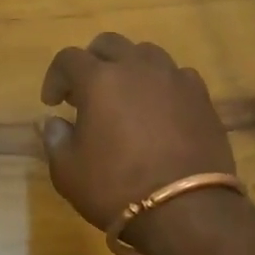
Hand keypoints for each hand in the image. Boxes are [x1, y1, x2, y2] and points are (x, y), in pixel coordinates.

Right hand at [38, 32, 236, 232]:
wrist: (187, 210)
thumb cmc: (118, 188)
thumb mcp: (68, 172)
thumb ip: (56, 139)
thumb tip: (56, 122)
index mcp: (99, 79)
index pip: (69, 59)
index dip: (55, 77)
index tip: (52, 103)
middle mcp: (136, 67)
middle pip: (109, 44)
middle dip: (92, 62)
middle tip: (86, 92)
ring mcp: (173, 78)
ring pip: (146, 53)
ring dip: (130, 67)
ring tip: (126, 96)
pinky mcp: (201, 96)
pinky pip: (177, 76)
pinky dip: (163, 85)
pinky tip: (161, 109)